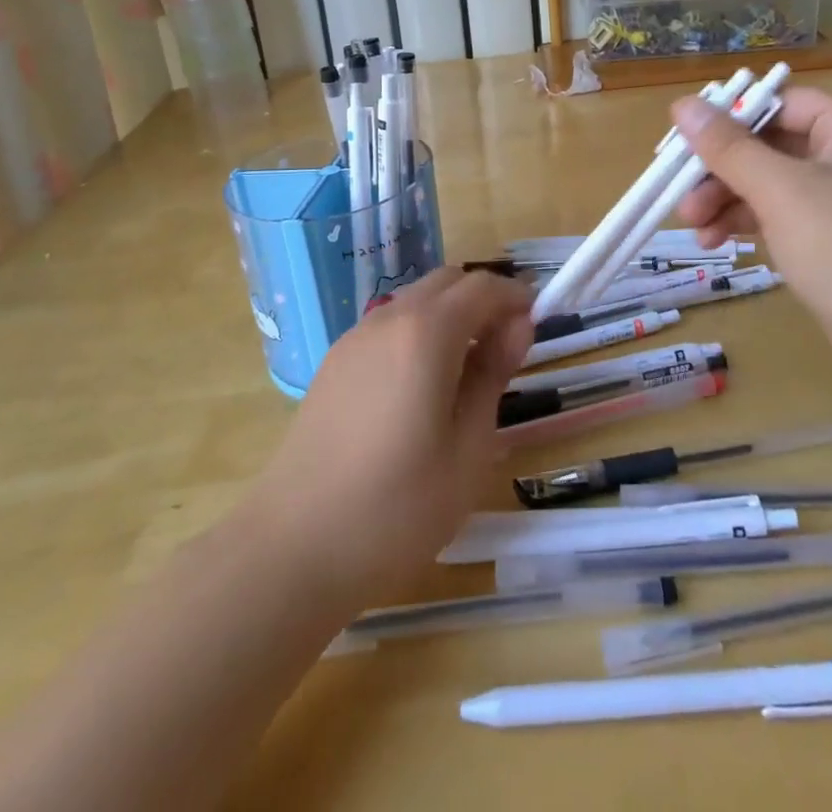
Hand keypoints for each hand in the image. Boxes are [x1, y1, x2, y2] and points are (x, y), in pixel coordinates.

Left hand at [244, 269, 532, 604]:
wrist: (293, 548)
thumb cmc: (397, 507)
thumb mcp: (468, 448)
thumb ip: (493, 375)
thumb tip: (517, 326)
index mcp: (426, 332)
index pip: (483, 287)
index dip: (517, 297)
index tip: (539, 324)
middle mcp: (388, 319)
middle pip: (447, 282)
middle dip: (484, 299)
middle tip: (508, 346)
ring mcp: (354, 339)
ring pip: (415, 301)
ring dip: (451, 314)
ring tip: (470, 369)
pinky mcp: (333, 364)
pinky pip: (389, 326)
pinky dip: (419, 332)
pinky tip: (423, 384)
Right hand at [671, 87, 831, 406]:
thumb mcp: (782, 192)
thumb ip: (728, 147)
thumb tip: (682, 104)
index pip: (780, 104)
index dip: (727, 121)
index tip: (680, 146)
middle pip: (772, 145)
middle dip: (722, 172)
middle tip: (681, 199)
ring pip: (773, 185)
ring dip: (729, 200)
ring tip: (694, 229)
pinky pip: (785, 217)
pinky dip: (751, 224)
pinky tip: (717, 243)